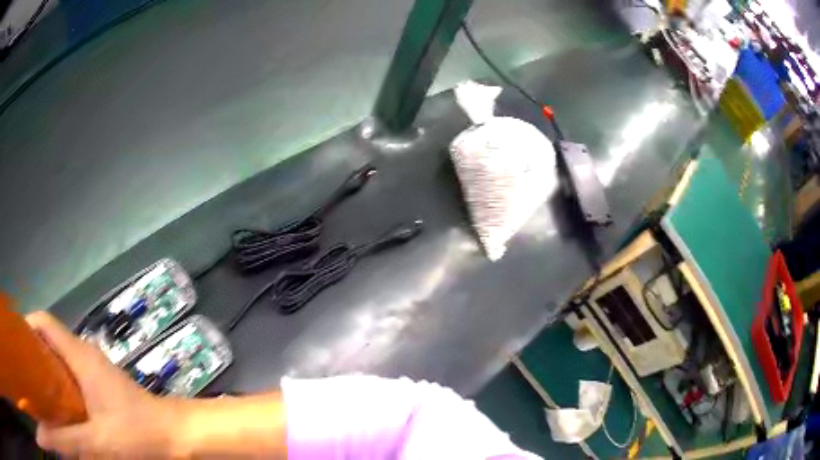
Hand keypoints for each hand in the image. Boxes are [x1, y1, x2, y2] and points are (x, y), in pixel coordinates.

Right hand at [26, 311, 180, 456]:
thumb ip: (66, 442)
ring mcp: (94, 372)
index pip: (43, 322)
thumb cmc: (140, 434)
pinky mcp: (102, 388)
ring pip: (59, 362)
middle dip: (32, 355)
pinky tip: (58, 411)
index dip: (25, 327)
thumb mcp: (96, 442)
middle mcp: (83, 356)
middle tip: (26, 375)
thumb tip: (50, 437)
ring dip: (45, 375)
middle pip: (48, 341)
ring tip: (36, 392)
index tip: (17, 347)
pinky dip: (59, 389)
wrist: (180, 436)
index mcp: (79, 354)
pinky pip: (71, 380)